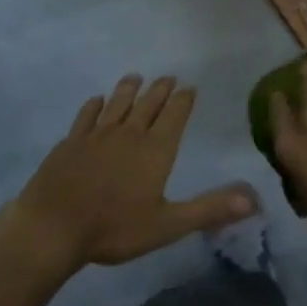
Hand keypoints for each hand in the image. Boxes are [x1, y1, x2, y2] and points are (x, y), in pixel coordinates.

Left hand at [3, 74, 258, 272]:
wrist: (53, 227)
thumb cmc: (114, 228)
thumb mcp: (168, 224)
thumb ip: (209, 209)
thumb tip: (253, 199)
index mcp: (155, 150)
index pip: (174, 116)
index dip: (183, 100)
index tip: (189, 87)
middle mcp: (128, 134)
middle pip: (148, 104)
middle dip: (160, 90)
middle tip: (168, 77)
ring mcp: (96, 135)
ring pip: (117, 104)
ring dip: (129, 89)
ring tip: (135, 77)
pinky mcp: (70, 142)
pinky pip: (86, 116)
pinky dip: (95, 106)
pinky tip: (96, 101)